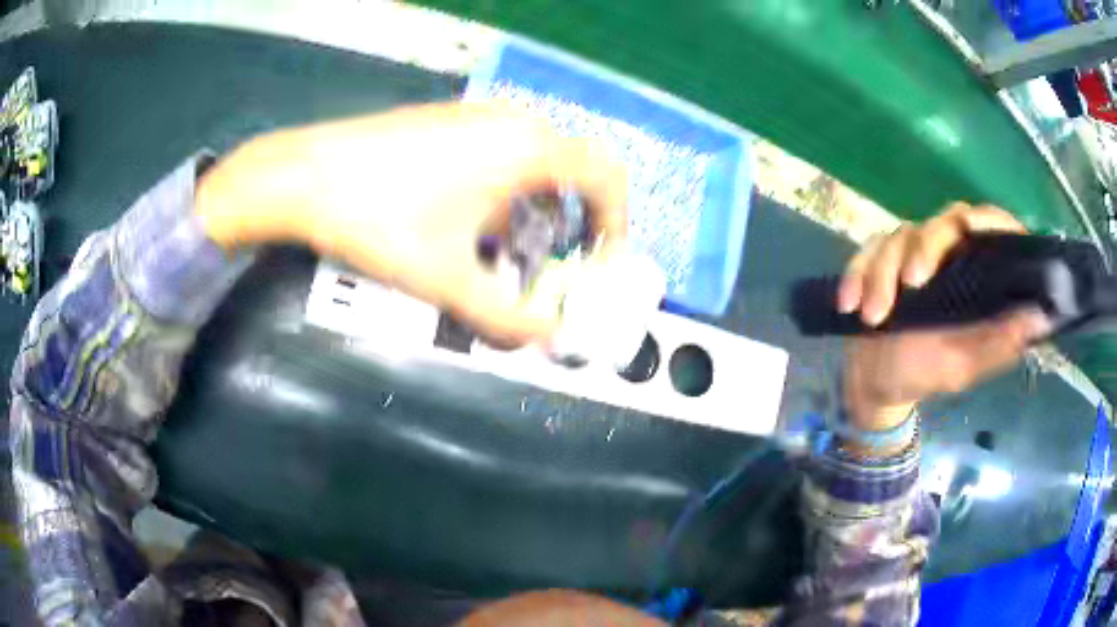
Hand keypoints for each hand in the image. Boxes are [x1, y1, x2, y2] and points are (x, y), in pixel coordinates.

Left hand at [195, 102, 626, 344]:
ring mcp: (477, 115)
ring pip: (533, 161)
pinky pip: (499, 151)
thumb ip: (505, 318)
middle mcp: (512, 121)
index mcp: (527, 148)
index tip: (600, 262)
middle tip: (551, 262)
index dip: (616, 223)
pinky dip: (504, 189)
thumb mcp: (447, 280)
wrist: (306, 176)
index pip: (606, 177)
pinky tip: (464, 219)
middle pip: (572, 170)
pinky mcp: (448, 120)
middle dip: (573, 222)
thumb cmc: (381, 220)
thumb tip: (547, 340)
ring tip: (501, 249)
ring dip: (534, 208)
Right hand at [838, 204, 1051, 429]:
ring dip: (883, 274)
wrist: (876, 384)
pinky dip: (856, 275)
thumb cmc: (925, 374)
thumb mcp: (964, 366)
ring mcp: (910, 254)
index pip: (990, 230)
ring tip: (873, 317)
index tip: (975, 227)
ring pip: (899, 237)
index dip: (989, 220)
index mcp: (974, 276)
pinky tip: (850, 305)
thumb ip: (998, 343)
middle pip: (942, 223)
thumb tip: (1039, 316)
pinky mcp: (877, 259)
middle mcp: (947, 256)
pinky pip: (866, 252)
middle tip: (912, 285)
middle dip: (925, 248)